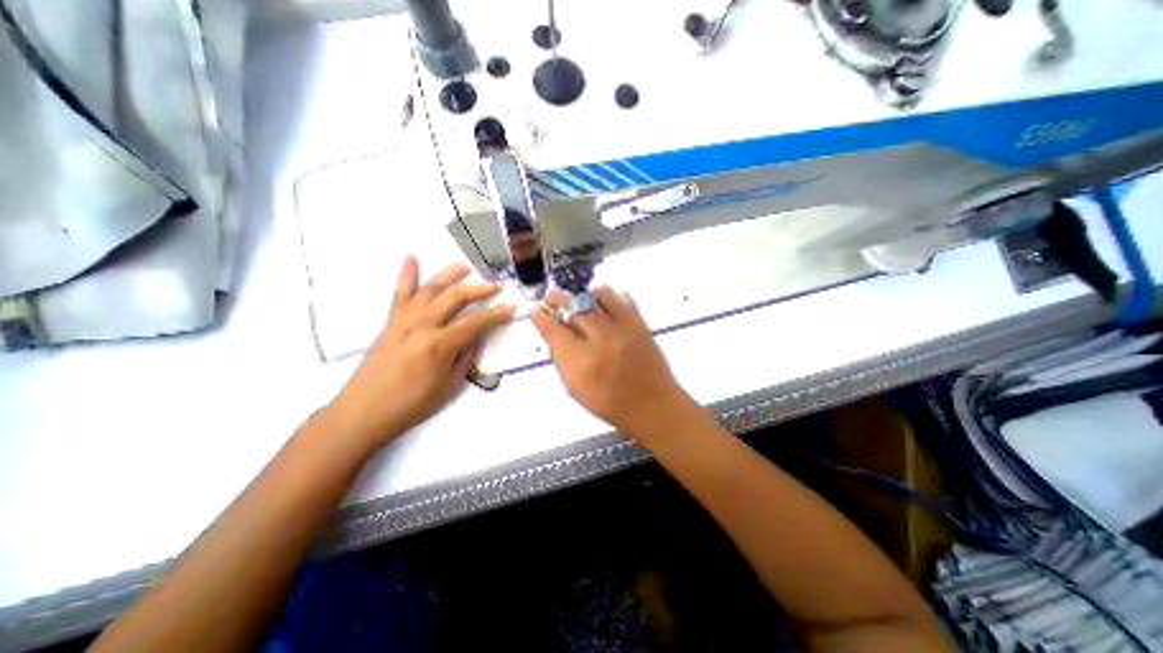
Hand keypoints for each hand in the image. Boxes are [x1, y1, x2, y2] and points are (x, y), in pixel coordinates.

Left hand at [324, 257, 510, 446]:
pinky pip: (400, 292)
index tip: (511, 307)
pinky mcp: (391, 320)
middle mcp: (422, 324)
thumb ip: (465, 356)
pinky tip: (411, 257)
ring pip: (431, 288)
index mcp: (440, 344)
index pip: (476, 322)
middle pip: (456, 297)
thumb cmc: (411, 404)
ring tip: (466, 266)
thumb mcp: (449, 384)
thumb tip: (476, 336)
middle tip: (496, 286)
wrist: (363, 411)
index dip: (497, 314)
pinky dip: (406, 274)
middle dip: (480, 289)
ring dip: (450, 274)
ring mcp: (404, 319)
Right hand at [531, 286, 703, 444]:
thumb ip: (561, 360)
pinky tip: (602, 302)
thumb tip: (553, 335)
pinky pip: (622, 297)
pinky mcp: (639, 324)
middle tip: (552, 297)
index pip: (553, 329)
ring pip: (597, 295)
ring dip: (583, 294)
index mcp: (581, 362)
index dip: (539, 316)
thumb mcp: (576, 389)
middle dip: (558, 298)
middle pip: (573, 306)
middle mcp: (601, 340)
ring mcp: (623, 329)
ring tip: (579, 299)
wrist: (653, 406)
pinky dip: (608, 295)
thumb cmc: (612, 404)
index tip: (534, 309)